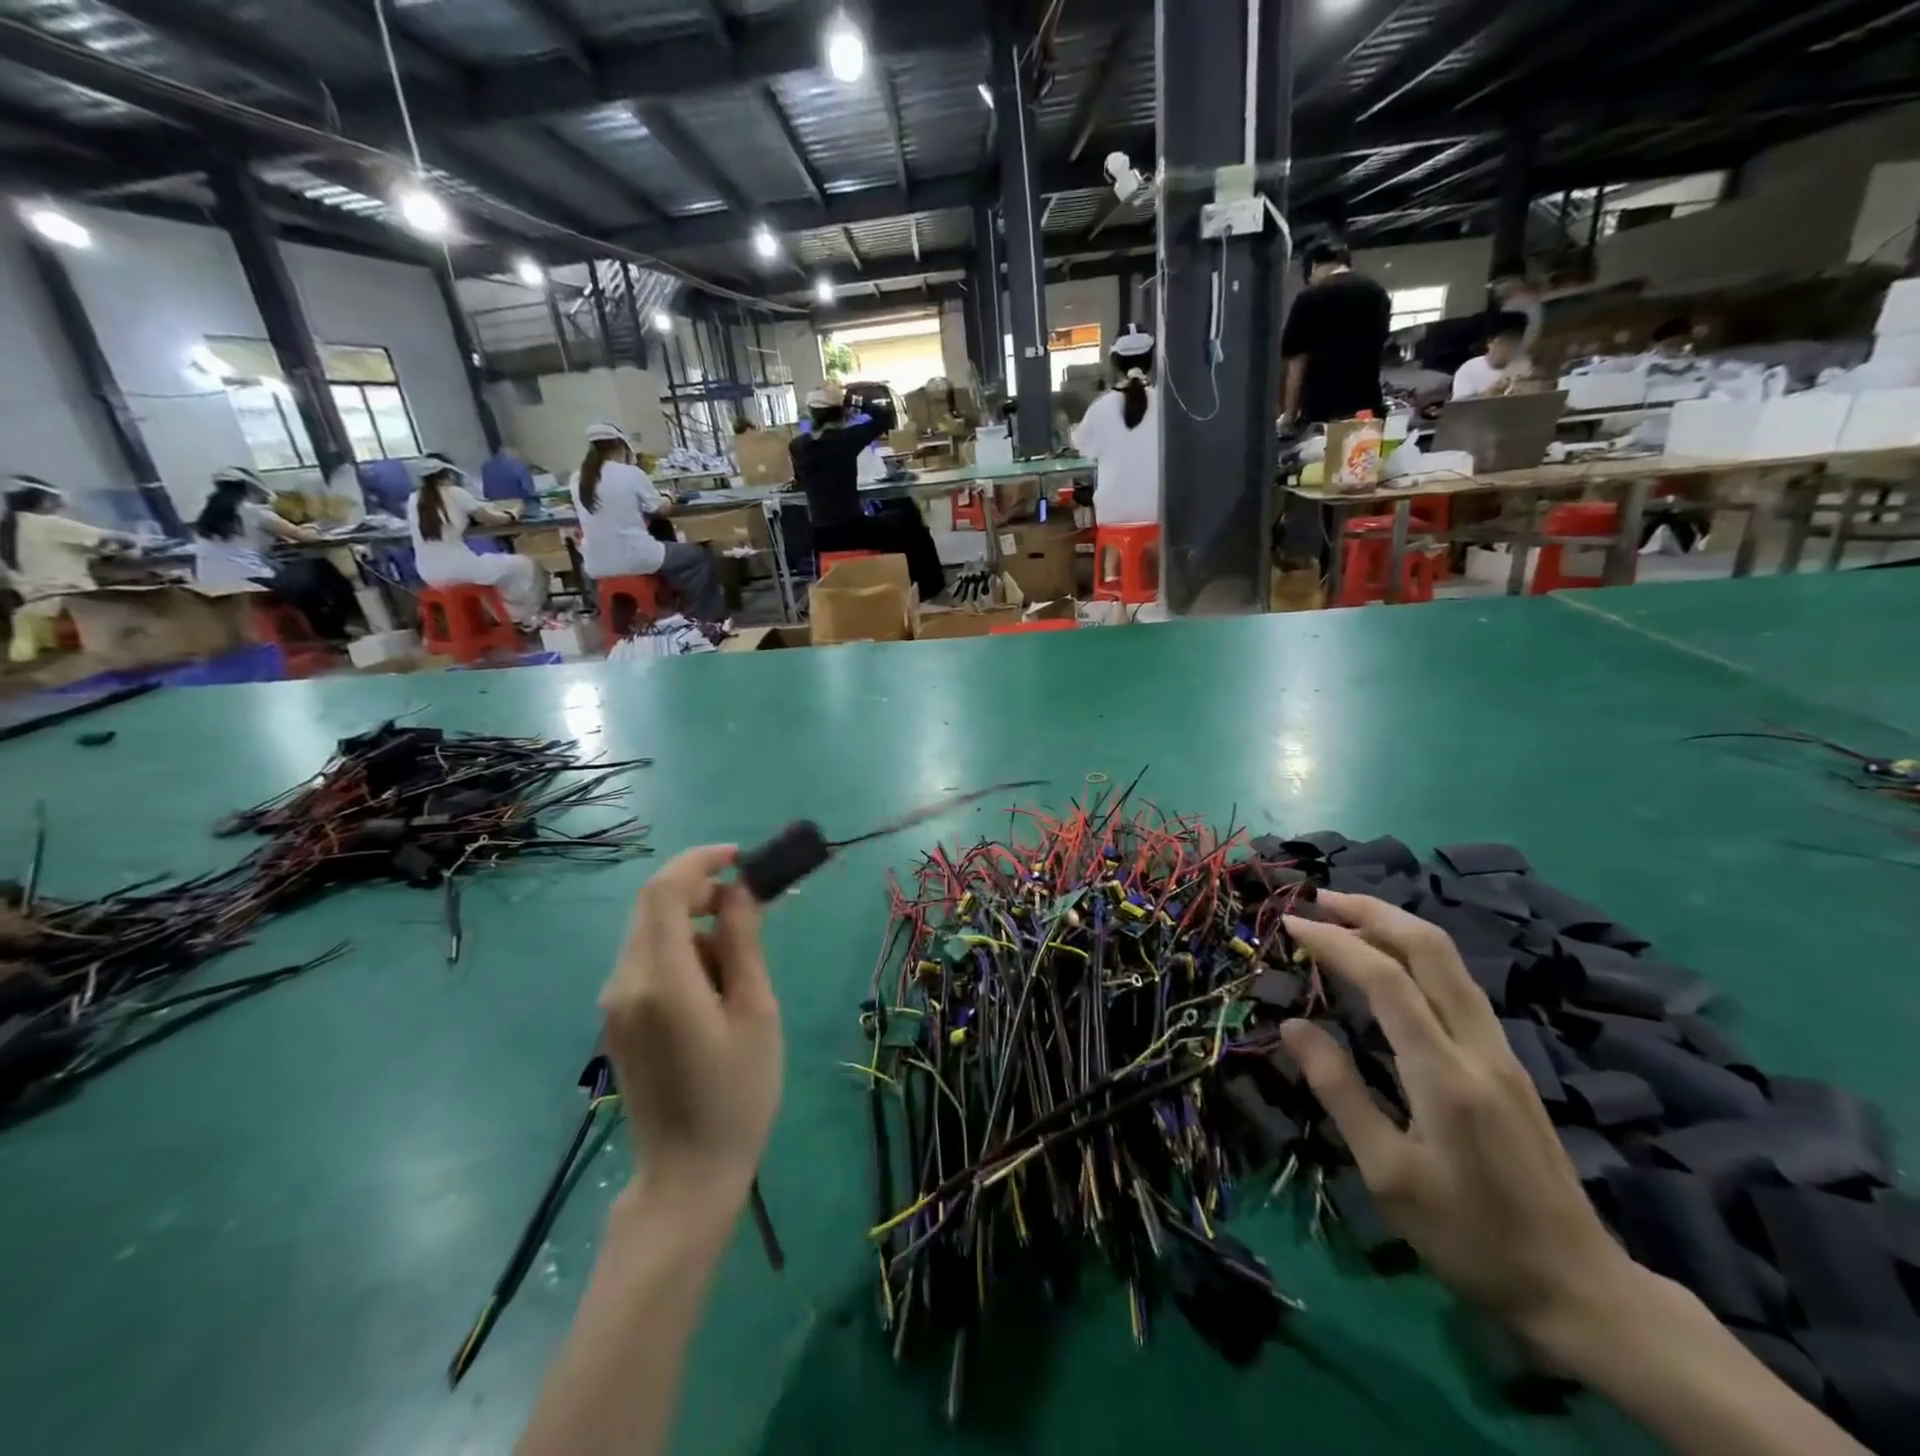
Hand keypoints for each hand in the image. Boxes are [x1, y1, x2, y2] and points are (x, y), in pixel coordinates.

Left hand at [600, 846, 782, 1204]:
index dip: (700, 862)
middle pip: (653, 907)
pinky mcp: (617, 1020)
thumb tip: (738, 892)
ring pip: (651, 933)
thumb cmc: (737, 1095)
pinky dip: (681, 951)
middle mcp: (625, 983)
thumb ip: (742, 944)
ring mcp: (615, 1004)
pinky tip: (714, 985)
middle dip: (700, 890)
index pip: (664, 892)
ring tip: (741, 960)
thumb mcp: (755, 1012)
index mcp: (661, 981)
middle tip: (749, 906)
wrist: (687, 1176)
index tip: (740, 859)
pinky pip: (646, 962)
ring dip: (693, 924)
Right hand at [1281, 891, 1636, 1341]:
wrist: (1580, 1288)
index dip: (1334, 942)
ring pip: (1450, 961)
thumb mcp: (1387, 1175)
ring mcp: (1500, 1051)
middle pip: (1431, 949)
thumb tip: (1295, 1024)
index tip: (1290, 923)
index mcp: (1444, 1075)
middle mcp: (1478, 1047)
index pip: (1385, 979)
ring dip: (1395, 926)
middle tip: (1320, 898)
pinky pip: (1458, 984)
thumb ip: (1339, 1091)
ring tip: (1345, 917)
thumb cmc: (1470, 1237)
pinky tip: (1388, 963)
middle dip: (1373, 911)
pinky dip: (1415, 954)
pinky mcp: (1507, 1062)